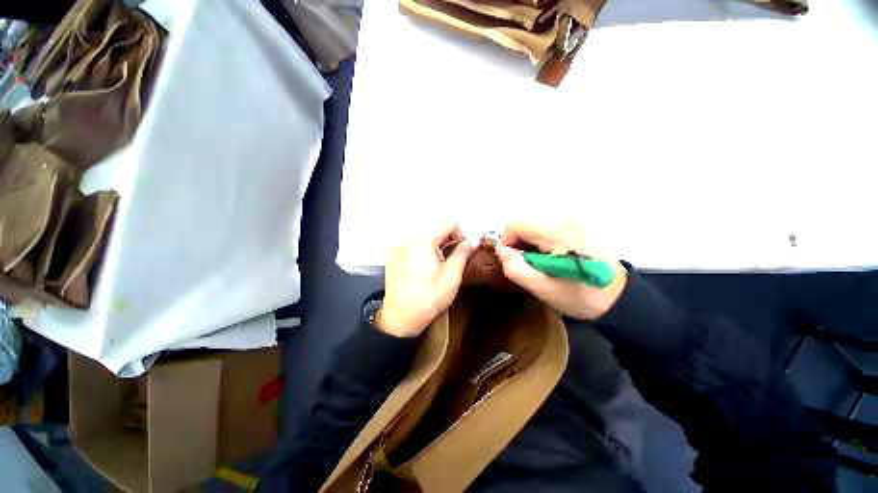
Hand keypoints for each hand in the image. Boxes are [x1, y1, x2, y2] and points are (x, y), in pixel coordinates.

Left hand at [377, 223, 473, 336]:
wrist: (401, 318)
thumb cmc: (428, 299)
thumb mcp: (452, 277)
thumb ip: (463, 254)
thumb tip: (473, 241)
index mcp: (422, 241)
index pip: (448, 222)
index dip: (460, 234)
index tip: (463, 250)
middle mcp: (407, 238)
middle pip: (435, 228)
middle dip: (448, 240)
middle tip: (452, 260)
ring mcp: (399, 246)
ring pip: (426, 236)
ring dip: (438, 245)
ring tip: (439, 265)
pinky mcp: (394, 254)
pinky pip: (415, 244)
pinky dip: (425, 250)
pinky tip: (427, 267)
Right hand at [495, 222, 626, 319]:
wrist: (618, 298)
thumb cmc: (580, 297)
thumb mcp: (542, 288)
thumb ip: (515, 267)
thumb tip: (502, 249)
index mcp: (560, 234)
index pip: (516, 223)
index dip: (508, 241)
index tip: (515, 259)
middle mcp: (568, 219)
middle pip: (525, 222)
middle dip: (520, 243)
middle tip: (530, 264)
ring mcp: (576, 219)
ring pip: (534, 224)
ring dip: (530, 242)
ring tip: (542, 261)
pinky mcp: (579, 223)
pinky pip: (546, 226)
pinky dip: (541, 240)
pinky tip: (552, 255)